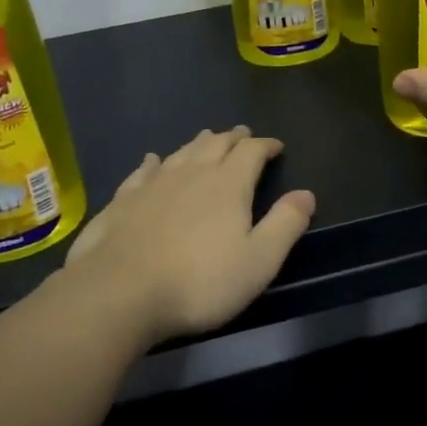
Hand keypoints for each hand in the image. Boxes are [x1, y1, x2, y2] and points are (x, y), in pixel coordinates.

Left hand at [62, 126, 314, 344]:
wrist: (120, 291)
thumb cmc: (199, 282)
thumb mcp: (258, 261)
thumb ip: (285, 224)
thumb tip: (306, 193)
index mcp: (228, 184)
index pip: (251, 151)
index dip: (266, 145)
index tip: (276, 146)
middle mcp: (192, 172)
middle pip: (216, 144)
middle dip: (233, 137)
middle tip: (243, 134)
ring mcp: (154, 183)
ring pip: (182, 151)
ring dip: (199, 142)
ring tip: (208, 137)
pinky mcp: (124, 199)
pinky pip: (144, 170)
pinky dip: (154, 162)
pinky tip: (152, 160)